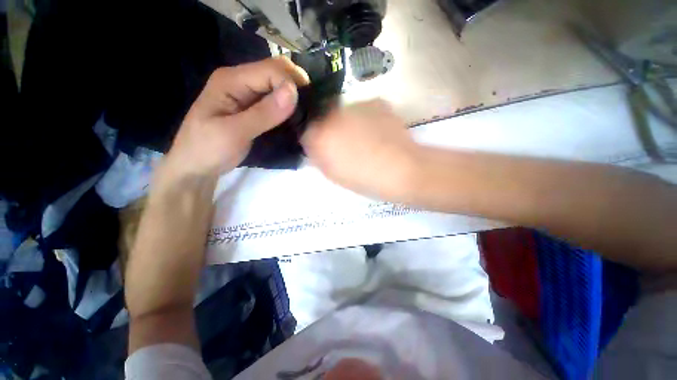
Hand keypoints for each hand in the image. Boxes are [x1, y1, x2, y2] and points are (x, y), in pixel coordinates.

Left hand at [157, 57, 308, 185]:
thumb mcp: (235, 132)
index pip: (270, 70)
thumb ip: (264, 113)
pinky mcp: (253, 108)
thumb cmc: (208, 149)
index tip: (304, 107)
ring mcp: (247, 95)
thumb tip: (293, 92)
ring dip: (294, 98)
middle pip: (276, 73)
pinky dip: (288, 108)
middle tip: (308, 110)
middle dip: (295, 87)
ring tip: (305, 115)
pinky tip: (295, 119)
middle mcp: (240, 81)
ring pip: (278, 86)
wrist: (196, 166)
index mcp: (231, 80)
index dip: (290, 84)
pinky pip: (276, 101)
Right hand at [302, 100, 419, 200]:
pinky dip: (365, 119)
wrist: (402, 170)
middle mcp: (332, 114)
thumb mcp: (333, 174)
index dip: (313, 139)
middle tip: (342, 143)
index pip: (305, 130)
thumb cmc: (364, 179)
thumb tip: (314, 144)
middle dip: (327, 128)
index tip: (322, 147)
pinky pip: (362, 110)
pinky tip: (376, 133)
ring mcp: (355, 105)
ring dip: (346, 122)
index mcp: (320, 136)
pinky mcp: (375, 102)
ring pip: (343, 111)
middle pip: (322, 117)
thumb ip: (318, 156)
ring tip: (363, 139)